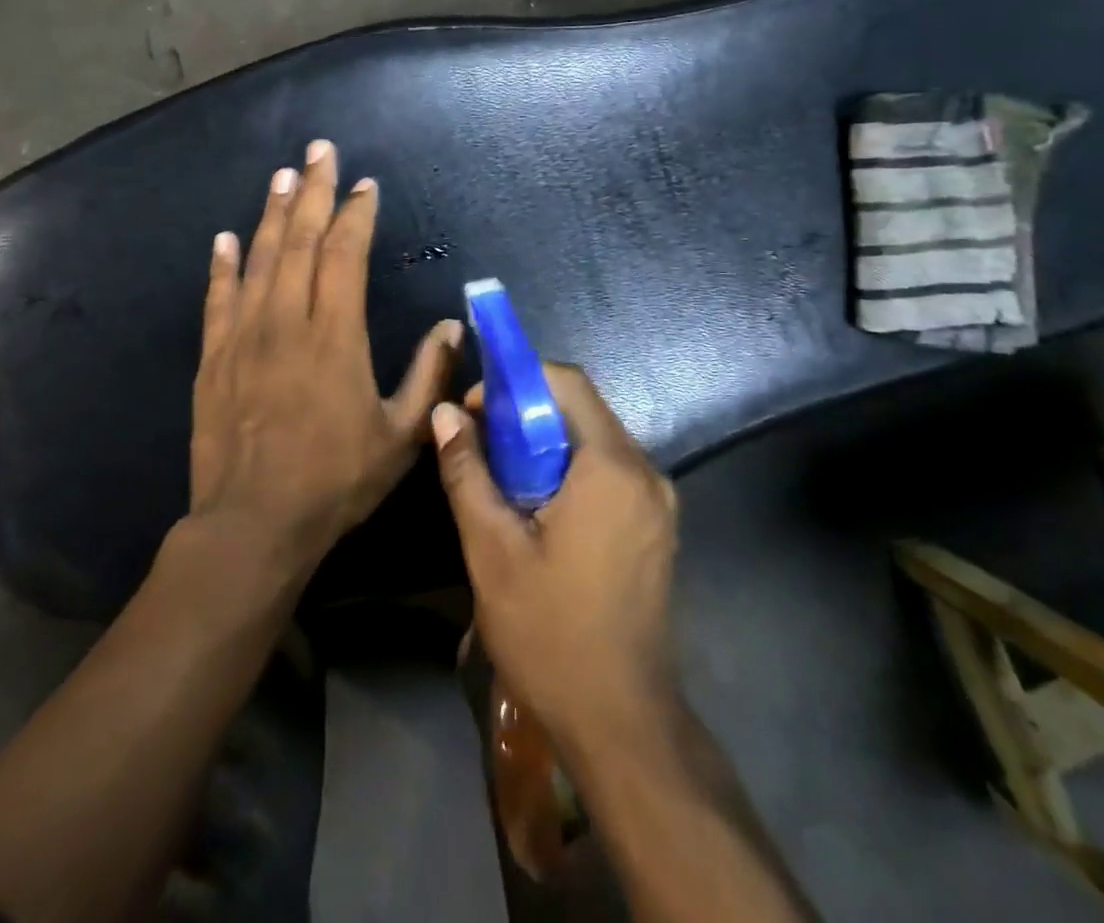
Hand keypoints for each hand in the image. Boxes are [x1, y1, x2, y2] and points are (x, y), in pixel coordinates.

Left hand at [190, 139, 462, 572]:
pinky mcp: (213, 359)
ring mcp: (244, 337)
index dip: (357, 214)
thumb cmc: (335, 482)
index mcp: (335, 335)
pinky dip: (222, 265)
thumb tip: (452, 326)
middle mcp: (287, 321)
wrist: (252, 525)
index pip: (345, 254)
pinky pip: (217, 299)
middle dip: (314, 190)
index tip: (365, 184)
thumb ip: (429, 376)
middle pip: (301, 241)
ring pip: (259, 259)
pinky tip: (226, 237)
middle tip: (320, 149)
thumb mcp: (402, 436)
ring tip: (283, 175)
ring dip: (273, 213)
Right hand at [432, 365, 680, 745]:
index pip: (567, 382)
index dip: (517, 381)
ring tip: (501, 475)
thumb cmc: (551, 632)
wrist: (621, 722)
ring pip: (595, 440)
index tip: (476, 409)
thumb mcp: (492, 550)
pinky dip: (570, 469)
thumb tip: (445, 413)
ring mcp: (658, 501)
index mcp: (611, 467)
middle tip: (481, 441)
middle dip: (527, 413)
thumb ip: (467, 472)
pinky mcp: (656, 526)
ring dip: (546, 443)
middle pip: (583, 409)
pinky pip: (609, 471)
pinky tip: (538, 506)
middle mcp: (645, 472)